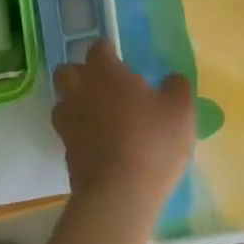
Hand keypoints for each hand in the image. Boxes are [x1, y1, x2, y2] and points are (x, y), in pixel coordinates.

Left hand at [51, 41, 194, 214]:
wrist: (119, 196)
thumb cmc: (151, 142)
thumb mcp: (180, 111)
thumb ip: (177, 87)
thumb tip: (172, 79)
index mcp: (105, 73)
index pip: (98, 48)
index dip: (108, 51)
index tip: (121, 60)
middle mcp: (80, 92)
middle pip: (68, 71)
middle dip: (82, 74)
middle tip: (105, 87)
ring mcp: (68, 123)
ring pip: (62, 103)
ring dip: (75, 105)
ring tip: (99, 117)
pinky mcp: (65, 153)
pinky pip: (68, 133)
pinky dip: (80, 135)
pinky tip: (99, 146)